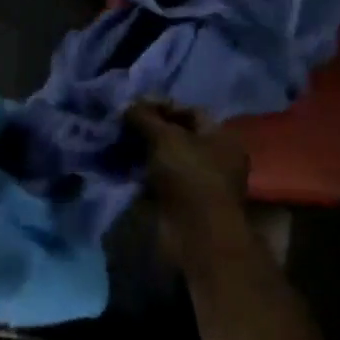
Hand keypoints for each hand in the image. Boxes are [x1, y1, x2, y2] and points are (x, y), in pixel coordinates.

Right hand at [125, 100, 250, 270]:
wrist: (195, 234)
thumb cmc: (189, 176)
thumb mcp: (166, 137)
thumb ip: (146, 117)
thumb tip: (128, 106)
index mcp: (222, 138)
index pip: (191, 112)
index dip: (162, 106)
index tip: (134, 107)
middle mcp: (215, 159)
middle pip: (178, 136)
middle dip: (149, 129)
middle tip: (122, 125)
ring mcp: (199, 184)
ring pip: (166, 159)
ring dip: (143, 152)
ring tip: (117, 145)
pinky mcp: (182, 204)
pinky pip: (159, 180)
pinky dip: (143, 174)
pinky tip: (123, 168)